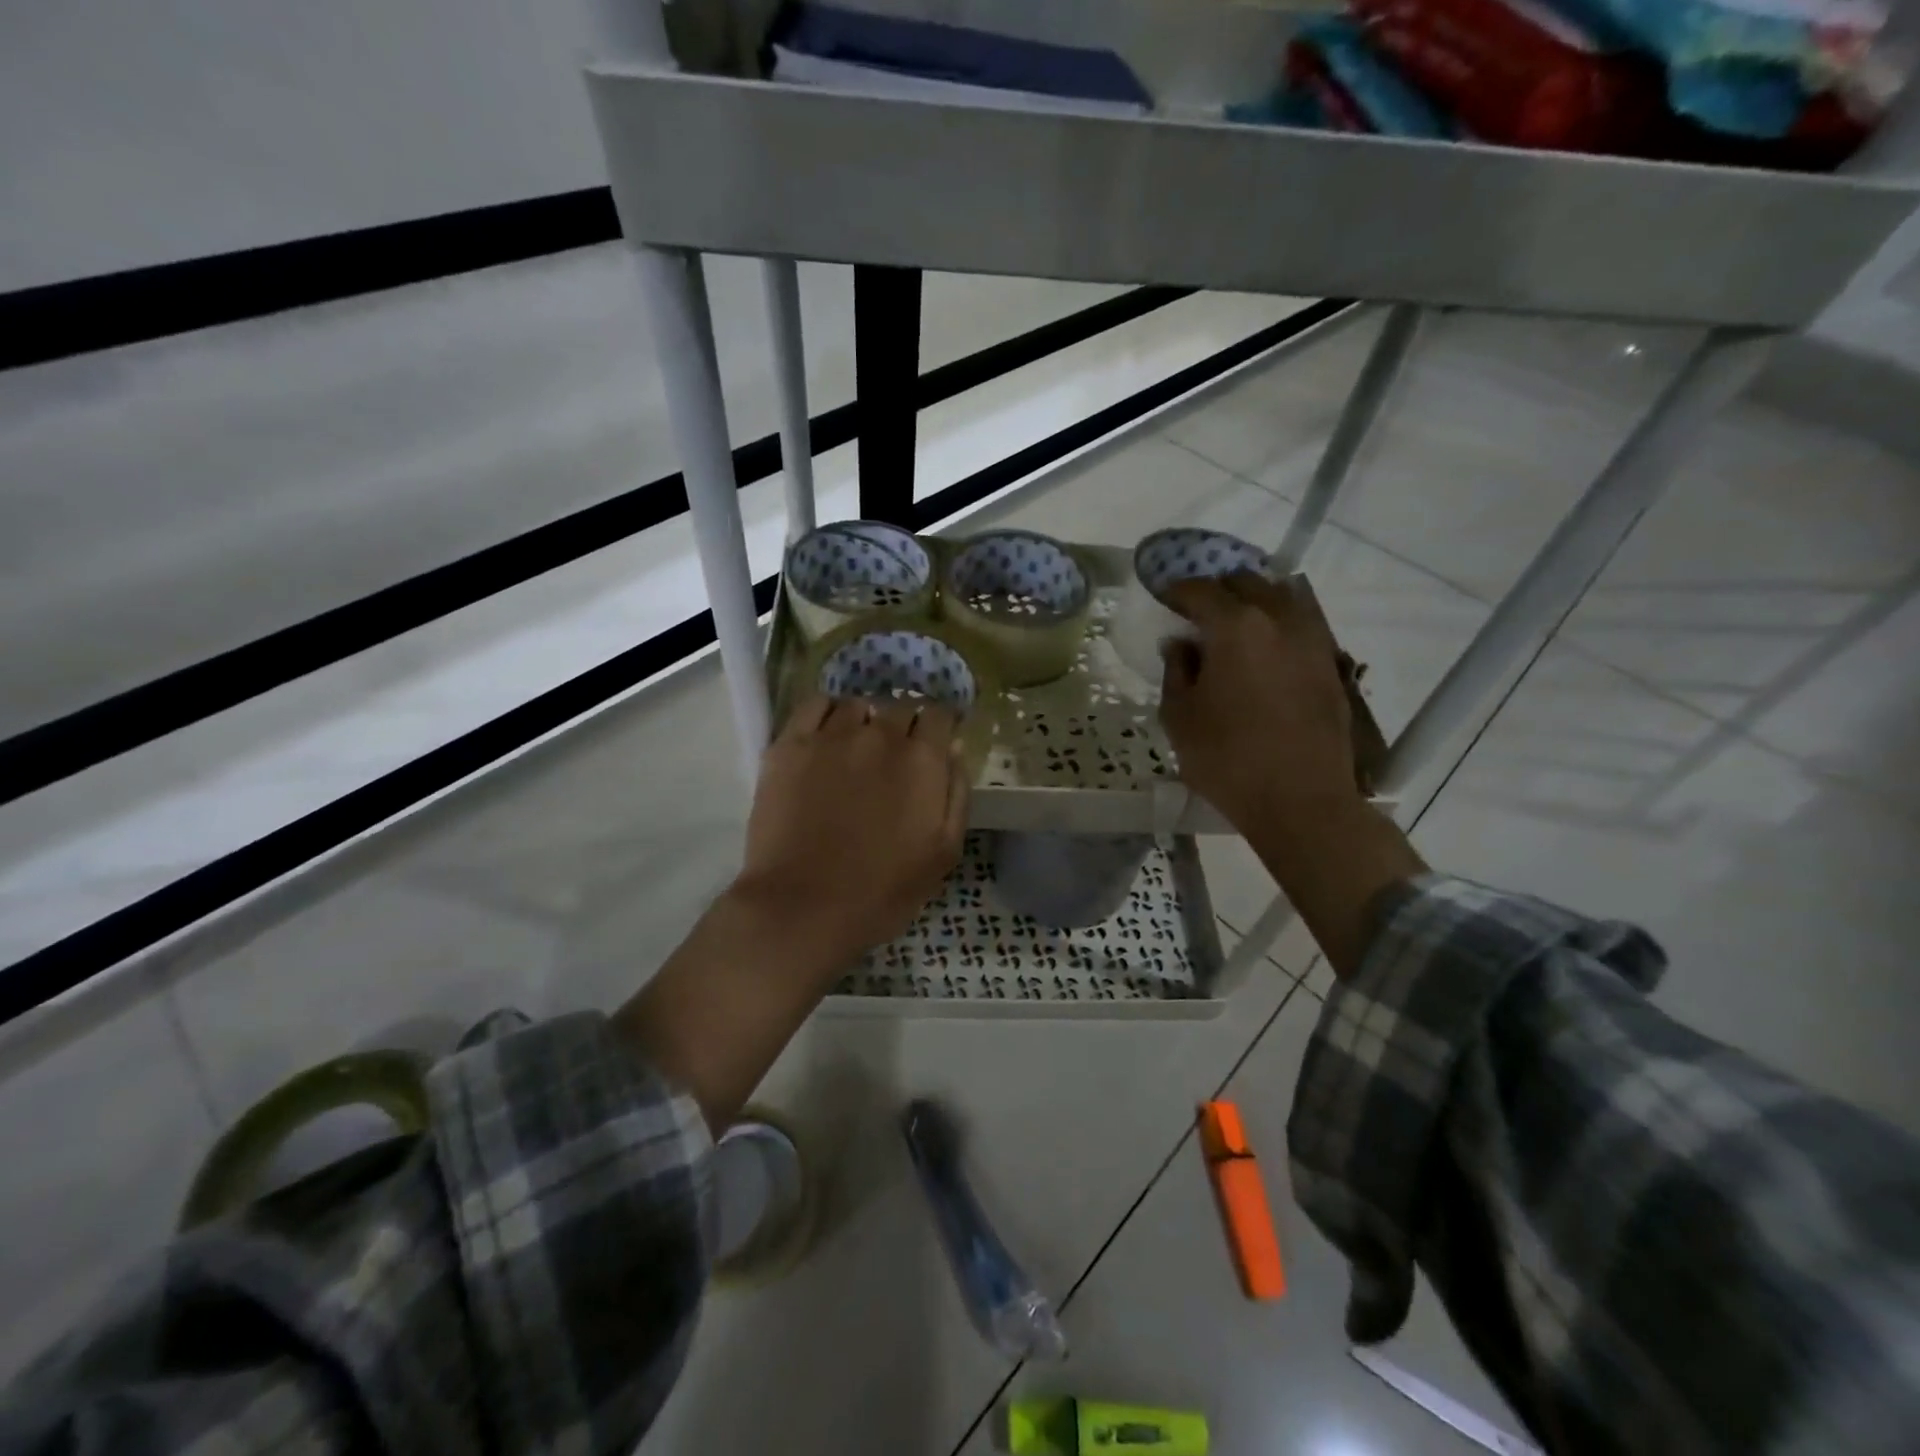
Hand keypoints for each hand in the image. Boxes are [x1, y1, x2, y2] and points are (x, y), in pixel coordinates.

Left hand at [734, 695, 967, 965]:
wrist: (804, 907)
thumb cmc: (883, 891)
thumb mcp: (944, 851)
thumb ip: (956, 792)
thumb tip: (953, 746)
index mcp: (923, 760)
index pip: (940, 715)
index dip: (941, 725)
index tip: (937, 740)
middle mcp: (880, 735)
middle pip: (900, 707)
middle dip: (905, 726)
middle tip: (895, 757)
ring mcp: (832, 736)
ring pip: (858, 706)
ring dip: (865, 721)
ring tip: (857, 748)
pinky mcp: (790, 745)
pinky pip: (815, 706)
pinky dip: (827, 713)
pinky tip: (826, 735)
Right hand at [1158, 574, 1359, 829]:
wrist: (1301, 800)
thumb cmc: (1227, 759)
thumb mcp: (1179, 717)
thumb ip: (1176, 671)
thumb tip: (1181, 645)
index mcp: (1236, 627)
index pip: (1200, 591)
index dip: (1177, 591)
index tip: (1164, 600)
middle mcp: (1278, 620)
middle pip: (1246, 583)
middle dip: (1218, 590)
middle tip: (1198, 613)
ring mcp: (1312, 640)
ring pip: (1281, 598)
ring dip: (1253, 603)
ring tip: (1233, 627)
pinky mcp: (1330, 665)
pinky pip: (1301, 625)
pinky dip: (1278, 626)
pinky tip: (1264, 651)